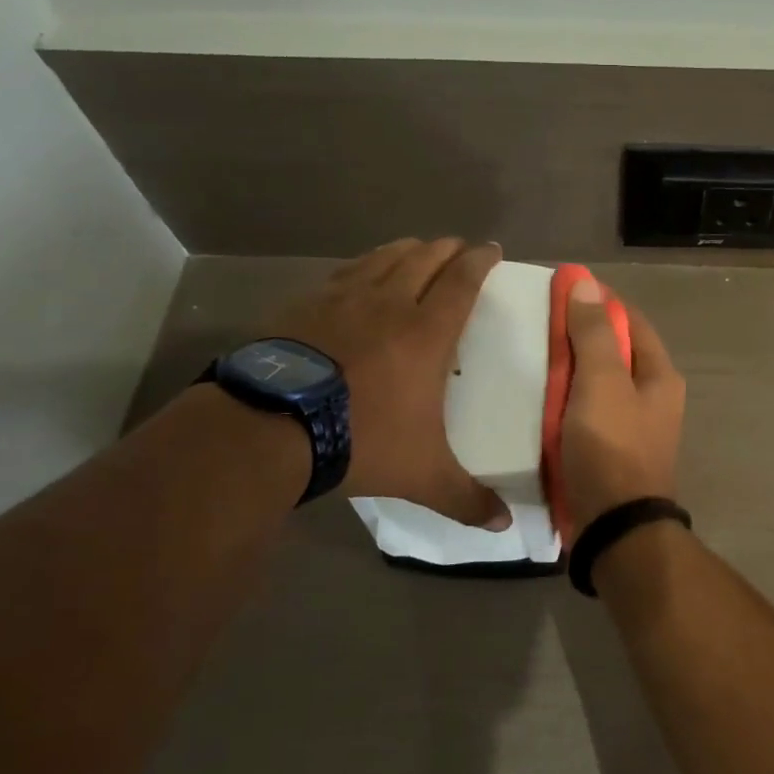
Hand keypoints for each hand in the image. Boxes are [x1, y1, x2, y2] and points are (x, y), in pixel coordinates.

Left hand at [276, 238, 509, 527]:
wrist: (270, 428)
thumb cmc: (359, 440)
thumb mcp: (421, 476)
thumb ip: (465, 499)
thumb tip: (504, 526)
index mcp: (426, 333)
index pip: (462, 282)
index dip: (481, 261)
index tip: (492, 248)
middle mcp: (389, 304)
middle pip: (425, 259)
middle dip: (448, 249)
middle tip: (460, 248)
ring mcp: (342, 299)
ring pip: (383, 258)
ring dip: (407, 250)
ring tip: (418, 249)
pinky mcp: (305, 304)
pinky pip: (344, 273)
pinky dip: (363, 266)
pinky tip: (360, 274)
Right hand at [558, 281, 685, 540]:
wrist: (613, 528)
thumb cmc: (611, 447)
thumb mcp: (602, 382)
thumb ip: (593, 333)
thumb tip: (586, 283)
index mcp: (659, 376)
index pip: (629, 320)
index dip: (597, 301)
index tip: (560, 291)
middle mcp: (652, 397)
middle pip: (613, 352)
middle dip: (578, 337)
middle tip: (537, 327)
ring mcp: (631, 426)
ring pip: (596, 384)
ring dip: (568, 372)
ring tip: (531, 359)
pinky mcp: (609, 451)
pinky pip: (585, 413)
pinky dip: (564, 403)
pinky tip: (537, 400)